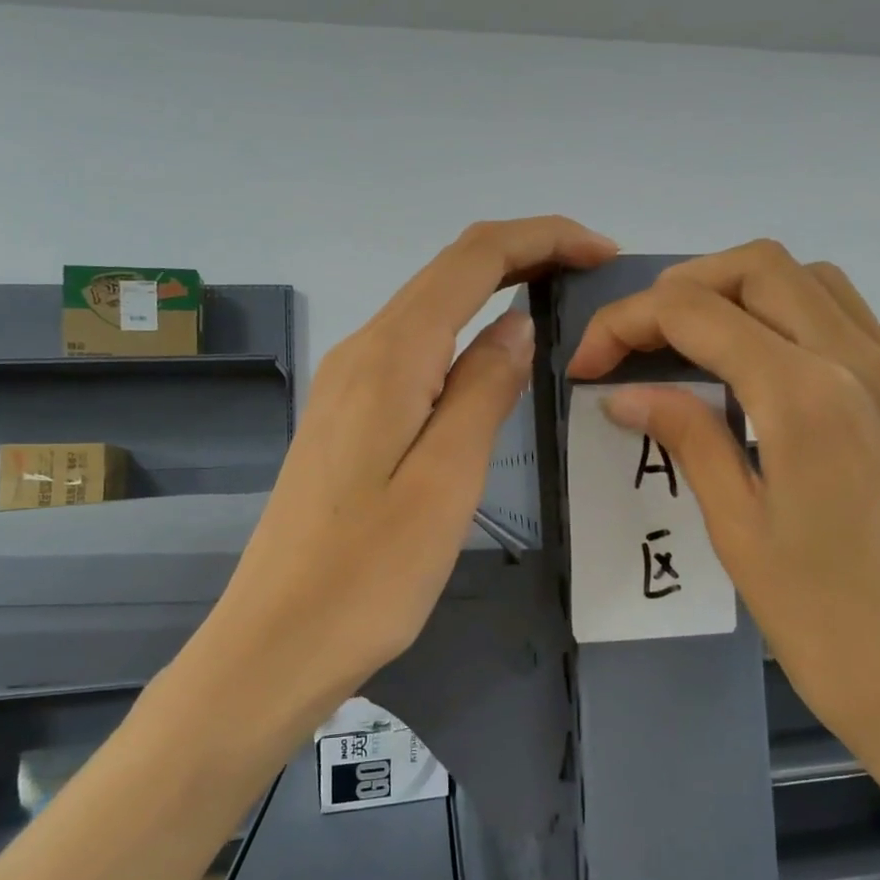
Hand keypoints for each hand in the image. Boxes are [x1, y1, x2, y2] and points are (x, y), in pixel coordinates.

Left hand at [211, 217, 617, 710]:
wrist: (276, 641)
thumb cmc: (369, 573)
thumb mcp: (446, 480)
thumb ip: (483, 389)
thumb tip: (516, 324)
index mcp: (390, 356)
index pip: (474, 259)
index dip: (542, 239)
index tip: (603, 254)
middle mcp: (363, 352)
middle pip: (450, 271)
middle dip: (526, 255)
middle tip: (593, 275)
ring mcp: (349, 383)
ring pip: (432, 307)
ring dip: (497, 290)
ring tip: (561, 308)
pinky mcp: (349, 416)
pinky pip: (417, 349)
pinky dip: (467, 333)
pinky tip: (496, 361)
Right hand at [567, 241, 879, 775]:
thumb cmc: (823, 622)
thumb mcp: (737, 529)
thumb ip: (686, 436)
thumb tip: (624, 392)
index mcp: (806, 398)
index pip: (697, 315)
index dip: (627, 323)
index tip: (588, 362)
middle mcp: (860, 363)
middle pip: (759, 267)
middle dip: (683, 287)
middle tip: (638, 339)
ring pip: (813, 279)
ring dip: (743, 290)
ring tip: (696, 340)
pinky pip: (854, 318)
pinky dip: (798, 315)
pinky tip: (770, 366)